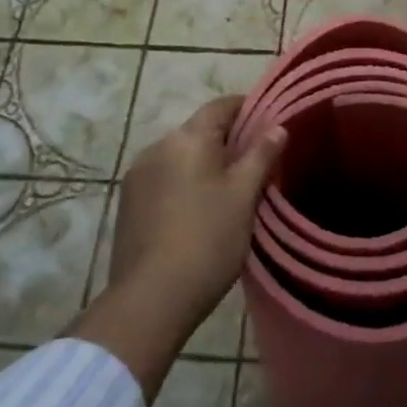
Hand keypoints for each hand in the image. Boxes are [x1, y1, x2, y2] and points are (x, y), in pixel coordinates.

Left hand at [107, 96, 286, 327]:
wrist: (150, 300)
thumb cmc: (207, 240)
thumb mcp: (243, 196)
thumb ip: (261, 155)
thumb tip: (277, 126)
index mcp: (188, 138)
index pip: (221, 106)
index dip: (247, 108)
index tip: (269, 121)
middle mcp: (158, 146)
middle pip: (199, 130)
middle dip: (227, 140)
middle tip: (255, 161)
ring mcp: (138, 175)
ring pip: (180, 156)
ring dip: (203, 163)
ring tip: (228, 189)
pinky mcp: (128, 203)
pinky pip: (164, 178)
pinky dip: (184, 183)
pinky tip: (198, 210)